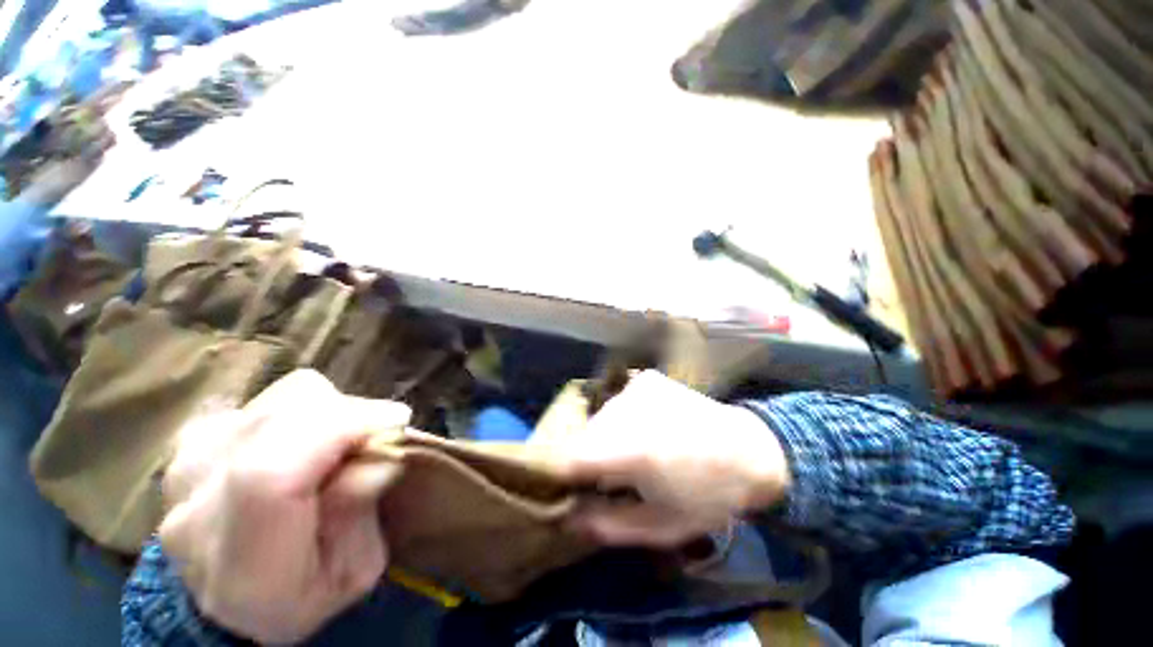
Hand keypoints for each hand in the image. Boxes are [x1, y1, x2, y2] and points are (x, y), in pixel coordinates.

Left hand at [159, 370, 410, 643]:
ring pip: (284, 399)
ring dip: (330, 413)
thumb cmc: (302, 595)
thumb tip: (375, 458)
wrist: (228, 600)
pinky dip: (303, 411)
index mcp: (241, 564)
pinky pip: (268, 398)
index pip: (269, 475)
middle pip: (285, 419)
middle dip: (351, 417)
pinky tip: (304, 442)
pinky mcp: (194, 439)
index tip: (397, 421)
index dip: (341, 431)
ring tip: (339, 447)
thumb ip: (359, 516)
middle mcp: (197, 505)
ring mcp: (188, 464)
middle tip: (377, 440)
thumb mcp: (352, 573)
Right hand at [558, 370, 789, 547]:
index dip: (559, 474)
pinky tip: (649, 427)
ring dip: (607, 437)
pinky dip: (624, 418)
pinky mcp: (646, 379)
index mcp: (629, 449)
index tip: (567, 488)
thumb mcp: (659, 527)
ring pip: (600, 418)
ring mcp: (636, 388)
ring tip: (634, 452)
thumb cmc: (708, 497)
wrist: (749, 451)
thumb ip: (607, 525)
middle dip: (589, 458)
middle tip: (614, 477)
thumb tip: (567, 516)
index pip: (567, 457)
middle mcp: (626, 410)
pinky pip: (619, 402)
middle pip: (583, 436)